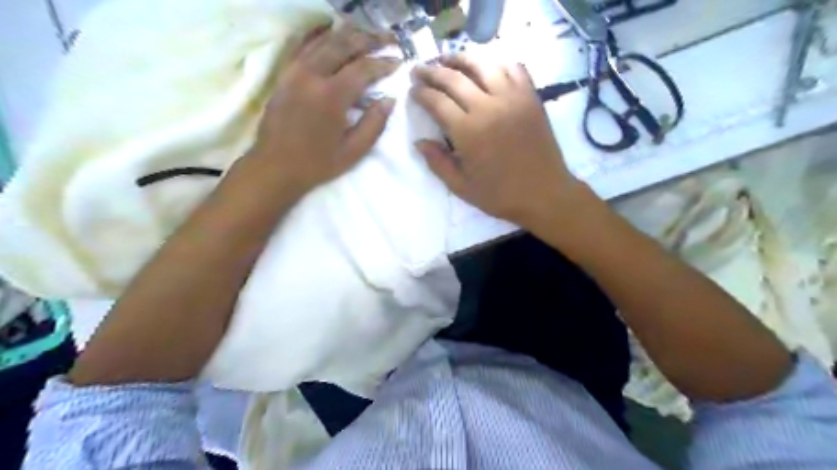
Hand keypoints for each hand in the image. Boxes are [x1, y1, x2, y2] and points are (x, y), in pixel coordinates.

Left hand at [250, 22, 400, 192]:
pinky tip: (331, 31)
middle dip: (370, 39)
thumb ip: (374, 124)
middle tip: (388, 40)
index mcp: (332, 96)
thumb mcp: (353, 151)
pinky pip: (303, 45)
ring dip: (348, 34)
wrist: (275, 167)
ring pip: (324, 40)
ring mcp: (295, 71)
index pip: (363, 68)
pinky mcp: (284, 74)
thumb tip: (389, 100)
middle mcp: (312, 75)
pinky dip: (319, 35)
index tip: (399, 62)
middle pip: (344, 44)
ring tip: (366, 35)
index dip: (384, 63)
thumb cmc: (317, 163)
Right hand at [410, 53, 582, 225]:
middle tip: (420, 69)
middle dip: (432, 71)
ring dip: (461, 58)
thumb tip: (419, 141)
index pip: (437, 101)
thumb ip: (437, 162)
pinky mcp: (531, 97)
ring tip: (448, 60)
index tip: (412, 90)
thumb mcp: (461, 187)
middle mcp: (487, 107)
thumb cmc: (500, 195)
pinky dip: (497, 62)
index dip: (421, 93)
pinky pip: (513, 68)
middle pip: (454, 77)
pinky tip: (487, 67)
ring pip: (483, 64)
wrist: (544, 194)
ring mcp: (512, 98)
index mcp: (467, 131)